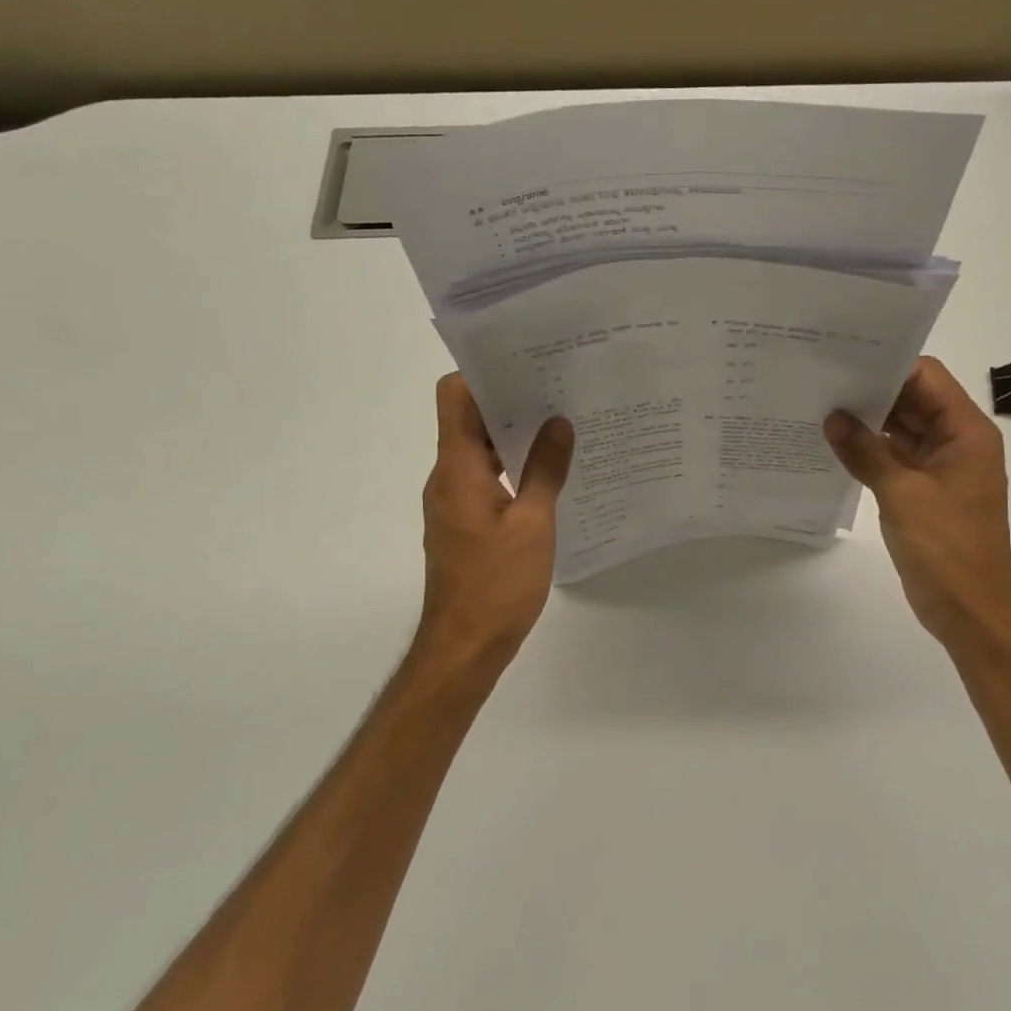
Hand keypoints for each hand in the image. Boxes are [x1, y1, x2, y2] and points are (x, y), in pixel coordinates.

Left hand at [412, 374, 574, 676]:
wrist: (465, 646)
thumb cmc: (497, 584)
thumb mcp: (533, 524)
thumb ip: (546, 469)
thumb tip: (559, 423)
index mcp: (457, 468)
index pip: (454, 396)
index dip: (484, 373)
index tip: (527, 364)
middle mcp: (447, 477)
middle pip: (469, 419)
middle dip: (510, 401)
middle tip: (560, 390)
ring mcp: (453, 501)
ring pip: (480, 450)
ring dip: (514, 436)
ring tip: (562, 426)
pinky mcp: (464, 523)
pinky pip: (486, 478)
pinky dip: (512, 468)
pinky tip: (550, 474)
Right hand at [824, 357, 1010, 659]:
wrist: (969, 610)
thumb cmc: (946, 548)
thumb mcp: (902, 494)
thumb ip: (865, 452)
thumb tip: (832, 418)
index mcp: (966, 433)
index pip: (927, 379)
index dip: (889, 365)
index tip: (844, 359)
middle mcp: (957, 442)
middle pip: (914, 401)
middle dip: (872, 392)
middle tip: (823, 381)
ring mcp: (940, 468)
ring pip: (902, 430)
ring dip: (869, 423)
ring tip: (822, 408)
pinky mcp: (924, 491)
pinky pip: (896, 458)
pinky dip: (870, 451)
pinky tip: (835, 445)